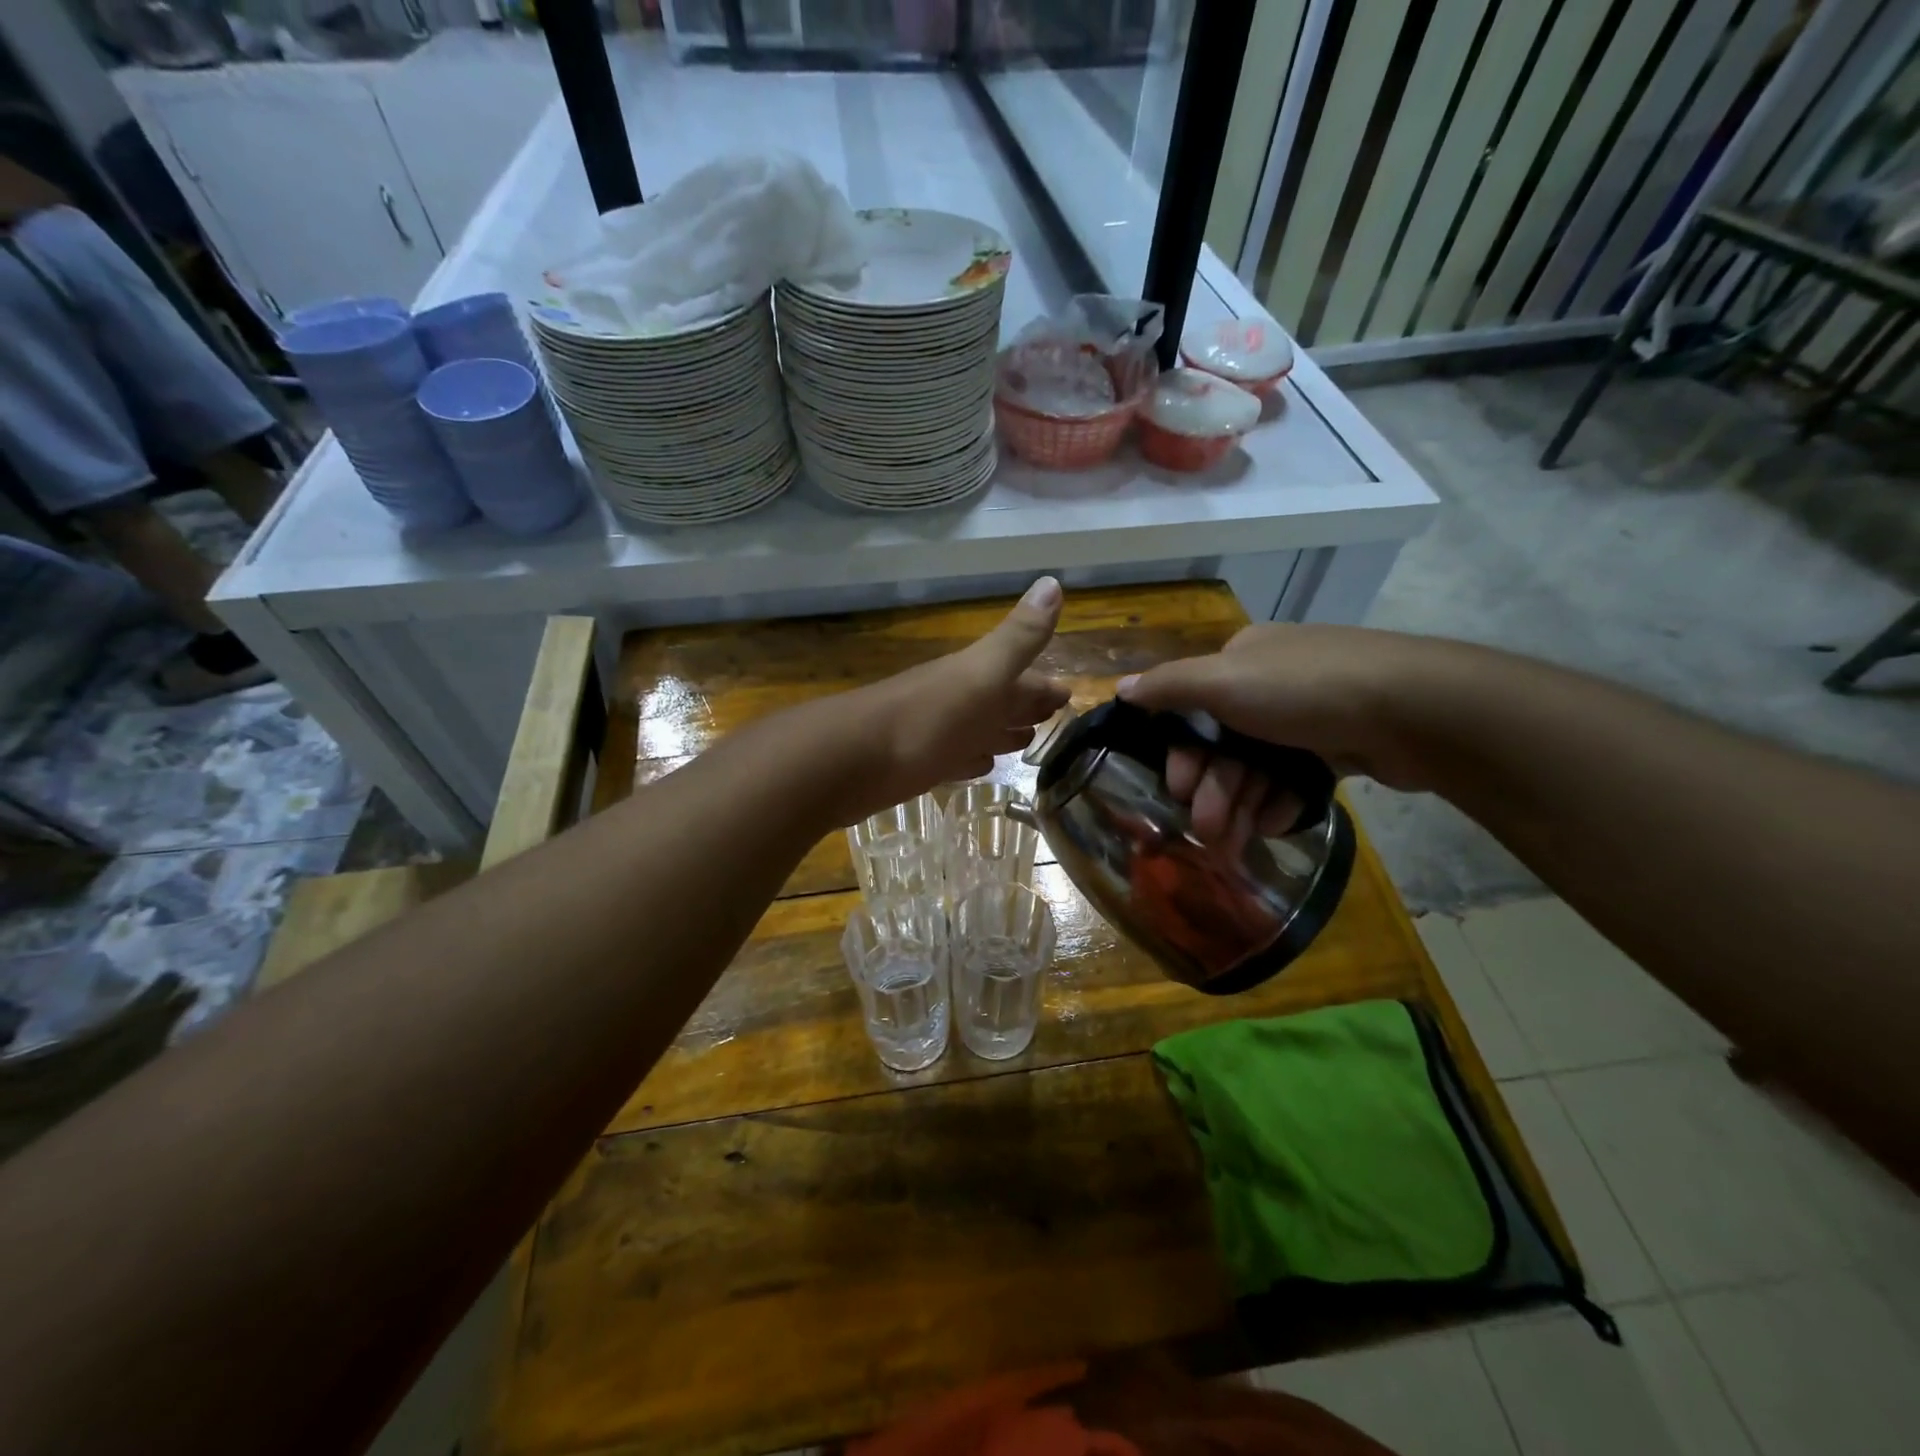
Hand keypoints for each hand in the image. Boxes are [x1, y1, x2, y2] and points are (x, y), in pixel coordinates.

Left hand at [822, 577, 1070, 823]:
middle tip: (1052, 717)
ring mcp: (934, 733)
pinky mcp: (915, 765)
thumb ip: (1018, 638)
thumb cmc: (926, 719)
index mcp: (974, 677)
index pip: (1019, 676)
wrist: (850, 761)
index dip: (1044, 684)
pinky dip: (970, 760)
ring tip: (1025, 742)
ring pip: (977, 729)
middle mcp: (955, 700)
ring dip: (1000, 733)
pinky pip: (954, 758)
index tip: (1069, 692)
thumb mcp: (981, 674)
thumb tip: (1053, 581)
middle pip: (998, 702)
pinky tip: (978, 765)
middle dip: (1025, 706)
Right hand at [1117, 624, 1435, 844]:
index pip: (1193, 709)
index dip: (1182, 752)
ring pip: (1257, 766)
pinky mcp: (1340, 745)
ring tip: (1233, 844)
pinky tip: (1272, 825)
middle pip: (1224, 744)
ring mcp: (1308, 716)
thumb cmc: (1305, 691)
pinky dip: (1278, 802)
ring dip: (1238, 805)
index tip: (1177, 789)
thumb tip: (1119, 689)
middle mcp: (1271, 683)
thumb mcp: (1223, 681)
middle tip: (1206, 830)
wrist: (1416, 709)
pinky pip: (1293, 777)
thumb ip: (1169, 687)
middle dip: (1211, 789)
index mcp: (1241, 660)